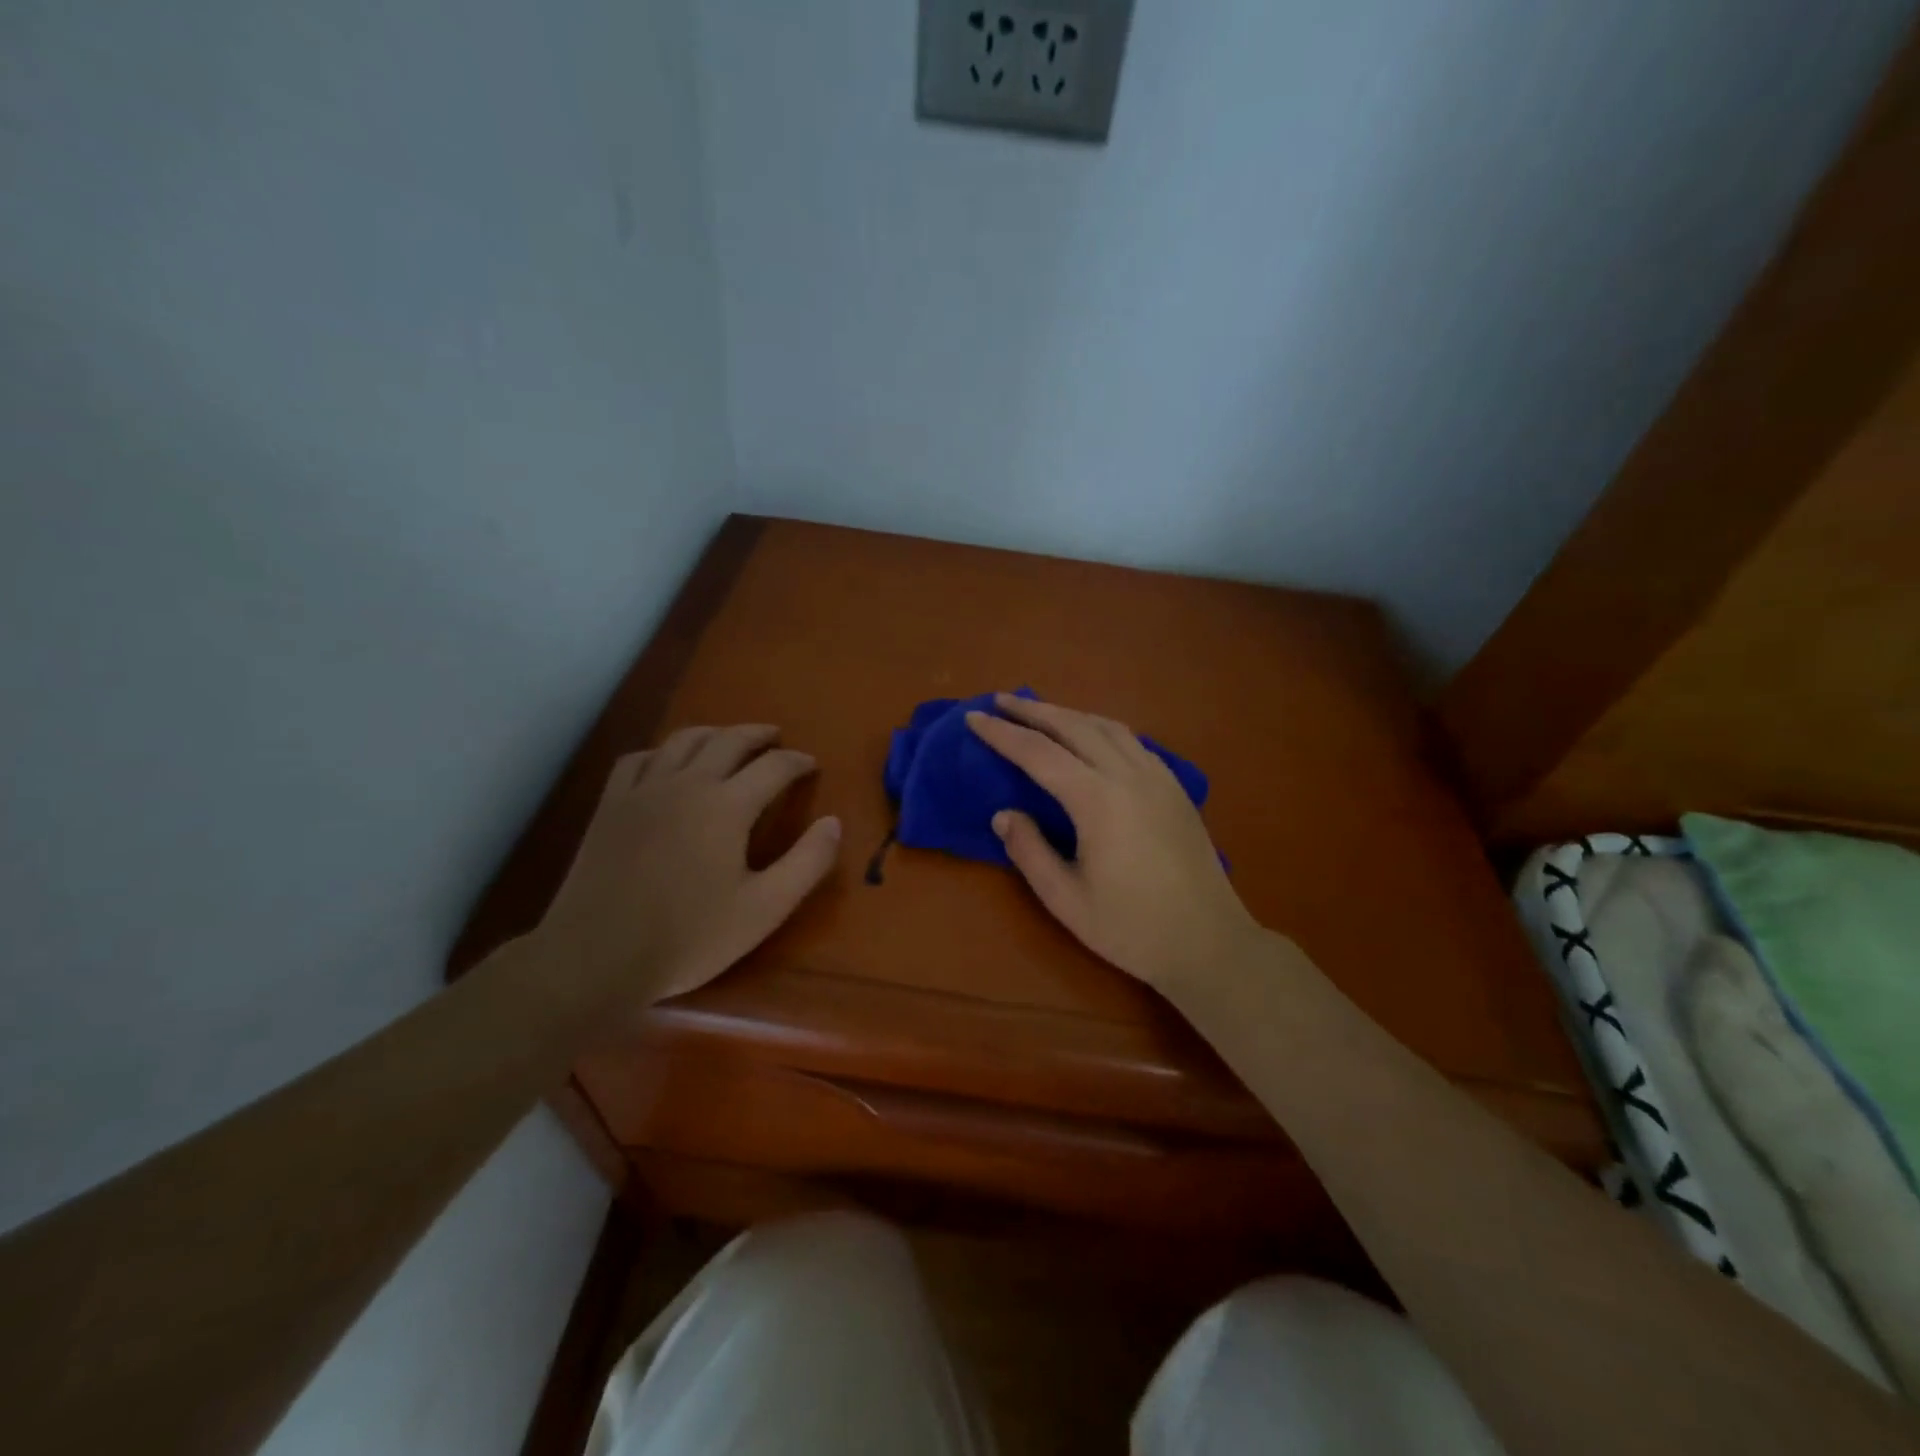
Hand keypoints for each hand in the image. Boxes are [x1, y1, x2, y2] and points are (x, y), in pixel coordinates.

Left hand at [535, 725, 841, 1007]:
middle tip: (776, 739)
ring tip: (729, 740)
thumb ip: (807, 862)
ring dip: (714, 733)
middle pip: (729, 740)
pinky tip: (667, 763)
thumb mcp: (765, 908)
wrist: (596, 957)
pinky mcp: (611, 805)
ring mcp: (644, 790)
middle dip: (758, 735)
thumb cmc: (689, 937)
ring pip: (683, 740)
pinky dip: (662, 752)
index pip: (774, 766)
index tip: (811, 765)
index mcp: (727, 806)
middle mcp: (687, 784)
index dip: (797, 762)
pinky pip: (639, 759)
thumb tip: (834, 822)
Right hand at [966, 694, 1261, 991]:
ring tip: (1042, 713)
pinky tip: (1092, 739)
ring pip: (1107, 726)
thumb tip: (1003, 814)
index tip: (974, 718)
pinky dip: (1101, 729)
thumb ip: (1029, 851)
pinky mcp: (1175, 788)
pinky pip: (1132, 741)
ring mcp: (1158, 777)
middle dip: (1033, 710)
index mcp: (1097, 799)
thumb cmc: (1132, 927)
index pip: (1038, 753)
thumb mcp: (1065, 899)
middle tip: (1001, 700)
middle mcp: (1128, 775)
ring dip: (1069, 714)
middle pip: (1074, 725)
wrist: (1209, 942)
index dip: (1002, 734)